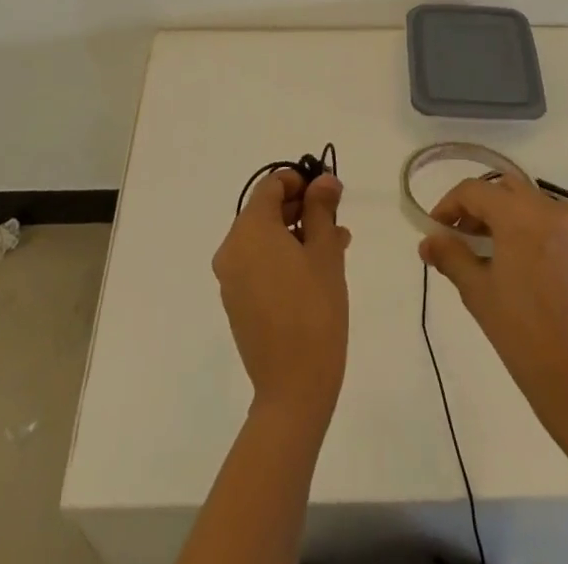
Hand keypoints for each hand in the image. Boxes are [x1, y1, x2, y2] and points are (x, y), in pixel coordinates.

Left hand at [212, 169, 351, 430]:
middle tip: (336, 219)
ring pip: (265, 239)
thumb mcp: (325, 251)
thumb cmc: (314, 309)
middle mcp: (232, 248)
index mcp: (249, 229)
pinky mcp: (236, 302)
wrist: (293, 388)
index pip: (271, 185)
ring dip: (296, 234)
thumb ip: (321, 208)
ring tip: (335, 246)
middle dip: (302, 208)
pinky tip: (316, 271)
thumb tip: (323, 180)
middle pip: (265, 210)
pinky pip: (259, 264)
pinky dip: (283, 258)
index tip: (329, 192)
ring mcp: (231, 278)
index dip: (301, 180)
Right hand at [420, 168, 567, 440]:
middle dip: (478, 208)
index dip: (449, 206)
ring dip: (504, 215)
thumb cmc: (523, 335)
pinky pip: (553, 218)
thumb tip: (427, 242)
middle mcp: (551, 207)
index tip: (436, 230)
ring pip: (529, 201)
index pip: (474, 191)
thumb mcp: (478, 292)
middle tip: (460, 237)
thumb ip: (450, 256)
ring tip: (488, 250)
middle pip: (503, 189)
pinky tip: (521, 256)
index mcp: (521, 214)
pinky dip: (532, 226)